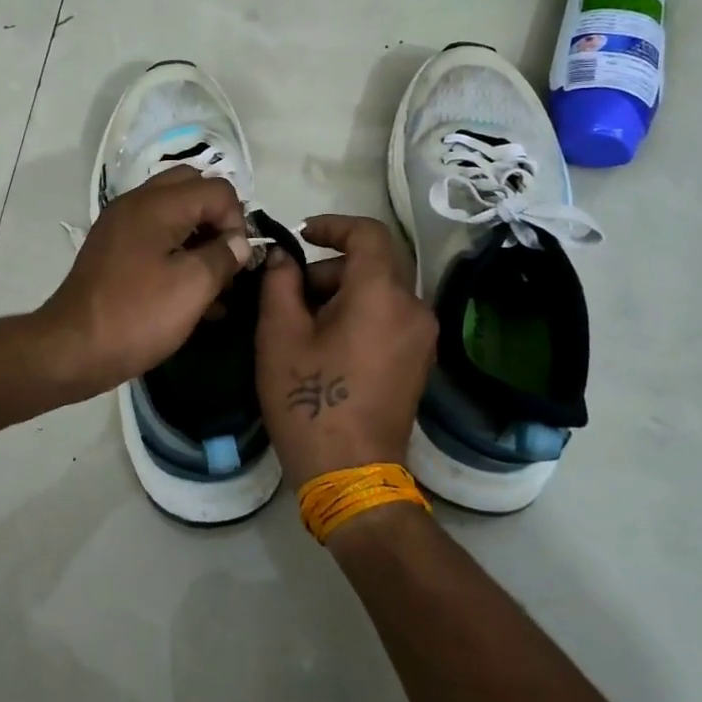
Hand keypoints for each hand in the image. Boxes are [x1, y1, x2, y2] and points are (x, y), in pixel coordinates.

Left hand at [36, 166, 251, 397]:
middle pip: (192, 188)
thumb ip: (223, 256)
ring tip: (214, 283)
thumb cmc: (137, 315)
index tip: (236, 262)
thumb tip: (239, 243)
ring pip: (174, 212)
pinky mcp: (113, 249)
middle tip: (226, 260)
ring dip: (198, 237)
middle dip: (217, 220)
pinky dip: (176, 251)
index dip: (237, 222)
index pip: (217, 189)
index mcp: (157, 204)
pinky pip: (155, 234)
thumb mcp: (193, 287)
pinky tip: (189, 292)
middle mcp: (136, 203)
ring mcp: (121, 224)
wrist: (73, 348)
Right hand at [254, 215, 437, 485]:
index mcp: (382, 295)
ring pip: (380, 290)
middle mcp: (413, 308)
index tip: (300, 234)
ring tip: (301, 324)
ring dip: (341, 291)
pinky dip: (358, 312)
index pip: (368, 234)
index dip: (333, 225)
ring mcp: (421, 337)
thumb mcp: (279, 336)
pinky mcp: (418, 361)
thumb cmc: (309, 401)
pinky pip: (388, 316)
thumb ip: (280, 282)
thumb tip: (285, 257)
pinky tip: (325, 342)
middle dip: (328, 267)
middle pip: (373, 263)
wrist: (350, 475)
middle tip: (288, 292)